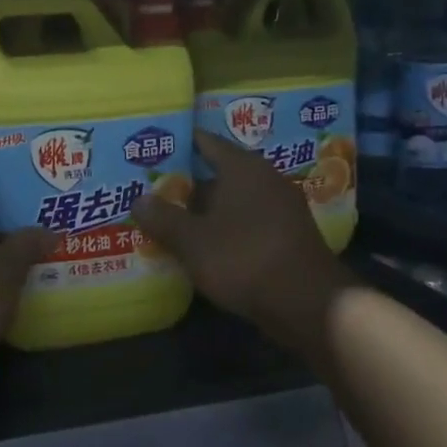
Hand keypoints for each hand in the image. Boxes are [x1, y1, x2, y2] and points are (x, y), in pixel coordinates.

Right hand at [135, 131, 356, 355]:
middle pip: (219, 173)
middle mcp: (265, 178)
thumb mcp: (193, 241)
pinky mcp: (289, 235)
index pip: (206, 142)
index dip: (179, 145)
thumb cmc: (245, 258)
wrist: (308, 304)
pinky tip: (205, 246)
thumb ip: (164, 218)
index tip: (153, 150)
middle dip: (188, 184)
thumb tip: (138, 199)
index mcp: (243, 166)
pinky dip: (226, 229)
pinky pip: (248, 222)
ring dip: (207, 210)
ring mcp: (282, 207)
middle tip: (154, 190)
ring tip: (173, 220)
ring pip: (234, 200)